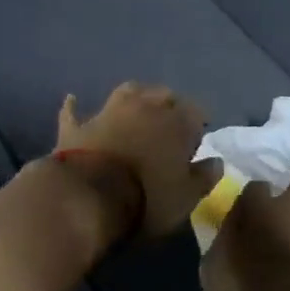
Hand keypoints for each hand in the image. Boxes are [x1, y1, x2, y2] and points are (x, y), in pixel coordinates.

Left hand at [56, 83, 223, 238]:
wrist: (88, 196)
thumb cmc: (147, 198)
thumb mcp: (186, 198)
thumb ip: (204, 177)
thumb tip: (216, 161)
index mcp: (176, 122)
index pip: (196, 112)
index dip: (197, 125)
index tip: (196, 141)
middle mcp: (145, 107)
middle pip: (163, 95)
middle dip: (170, 105)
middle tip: (170, 123)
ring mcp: (108, 112)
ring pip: (127, 91)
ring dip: (134, 96)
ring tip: (137, 106)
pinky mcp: (78, 126)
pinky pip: (75, 111)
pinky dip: (75, 107)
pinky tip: (73, 100)